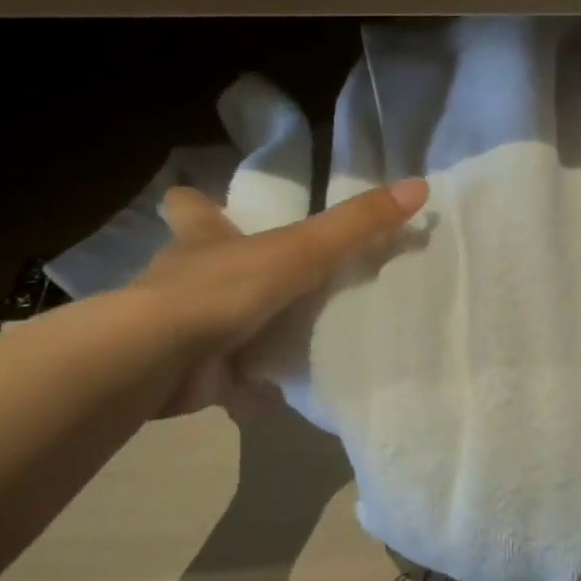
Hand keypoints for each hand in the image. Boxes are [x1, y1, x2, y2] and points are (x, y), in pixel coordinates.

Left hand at [128, 178, 427, 417]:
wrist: (161, 359)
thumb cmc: (226, 288)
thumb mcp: (303, 249)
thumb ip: (358, 224)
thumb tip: (420, 186)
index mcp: (204, 240)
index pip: (190, 207)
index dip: (198, 202)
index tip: (209, 201)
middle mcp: (186, 280)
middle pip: (202, 268)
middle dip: (232, 275)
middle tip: (277, 282)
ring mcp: (184, 331)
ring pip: (217, 327)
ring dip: (248, 335)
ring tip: (294, 340)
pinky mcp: (190, 376)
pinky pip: (226, 381)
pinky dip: (249, 389)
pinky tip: (278, 394)